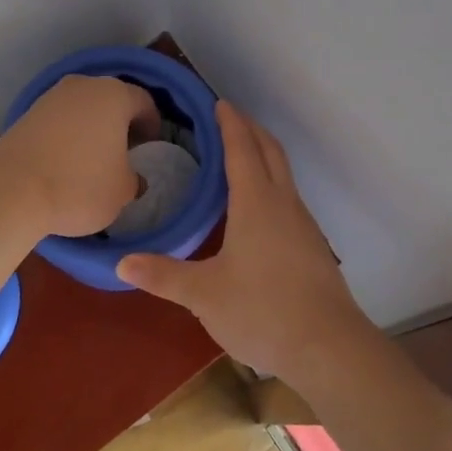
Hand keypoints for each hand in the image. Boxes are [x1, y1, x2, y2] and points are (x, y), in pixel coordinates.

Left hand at [0, 74, 158, 237]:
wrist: (10, 191)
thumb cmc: (79, 186)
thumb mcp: (123, 191)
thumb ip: (133, 178)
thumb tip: (130, 176)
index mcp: (114, 95)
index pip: (144, 101)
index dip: (152, 124)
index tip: (150, 146)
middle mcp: (83, 86)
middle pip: (111, 100)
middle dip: (120, 122)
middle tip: (126, 151)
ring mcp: (51, 97)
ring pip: (82, 108)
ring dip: (91, 127)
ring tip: (94, 158)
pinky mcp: (26, 114)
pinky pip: (59, 120)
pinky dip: (67, 135)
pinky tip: (65, 161)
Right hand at [117, 102, 372, 380]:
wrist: (329, 347)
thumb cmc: (263, 311)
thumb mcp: (204, 295)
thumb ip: (163, 276)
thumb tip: (122, 263)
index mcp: (256, 203)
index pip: (241, 149)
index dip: (230, 123)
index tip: (219, 103)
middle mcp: (283, 203)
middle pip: (270, 151)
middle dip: (250, 129)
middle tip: (229, 117)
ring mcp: (303, 224)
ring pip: (284, 173)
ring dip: (264, 153)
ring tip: (241, 154)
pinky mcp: (312, 246)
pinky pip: (289, 196)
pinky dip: (272, 181)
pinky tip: (259, 206)